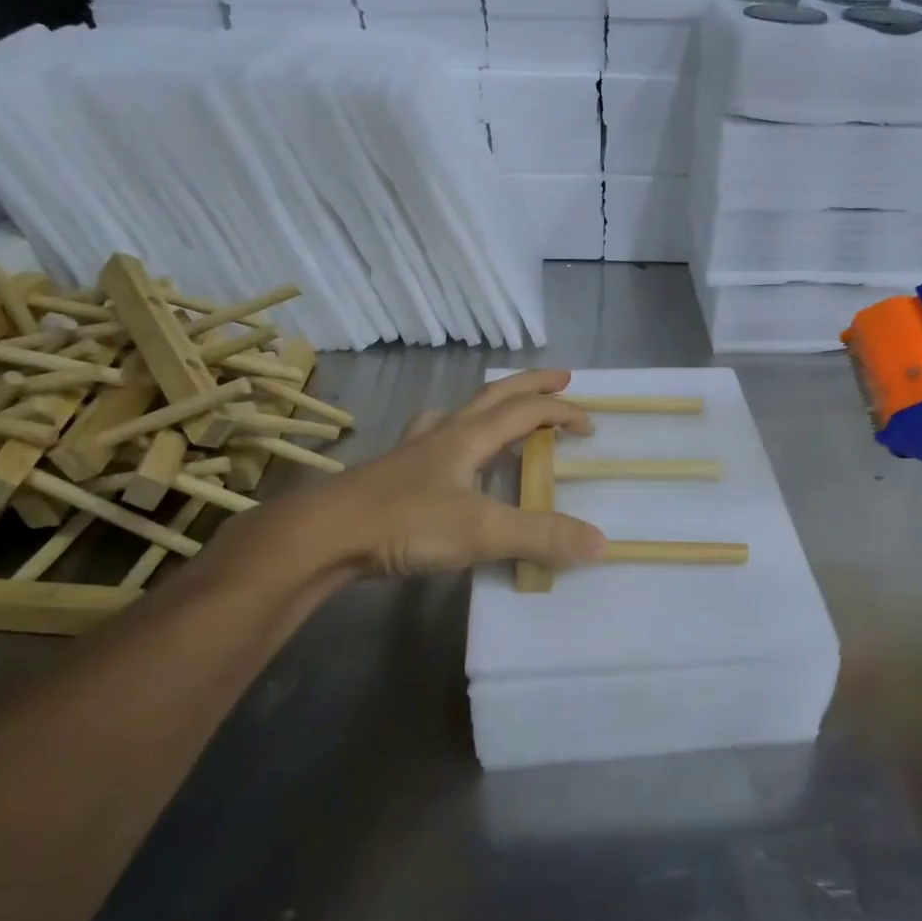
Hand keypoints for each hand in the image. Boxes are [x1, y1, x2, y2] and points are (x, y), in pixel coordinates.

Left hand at [262, 369, 605, 579]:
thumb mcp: (482, 531)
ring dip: (486, 406)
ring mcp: (411, 453)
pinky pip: (429, 442)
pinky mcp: (390, 476)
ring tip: (499, 414)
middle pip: (493, 396)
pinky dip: (449, 437)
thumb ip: (541, 536)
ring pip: (456, 414)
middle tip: (561, 378)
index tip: (590, 425)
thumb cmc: (405, 523)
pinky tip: (441, 457)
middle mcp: (441, 435)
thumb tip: (600, 542)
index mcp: (468, 437)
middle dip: (531, 385)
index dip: (561, 412)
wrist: (321, 536)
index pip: (525, 411)